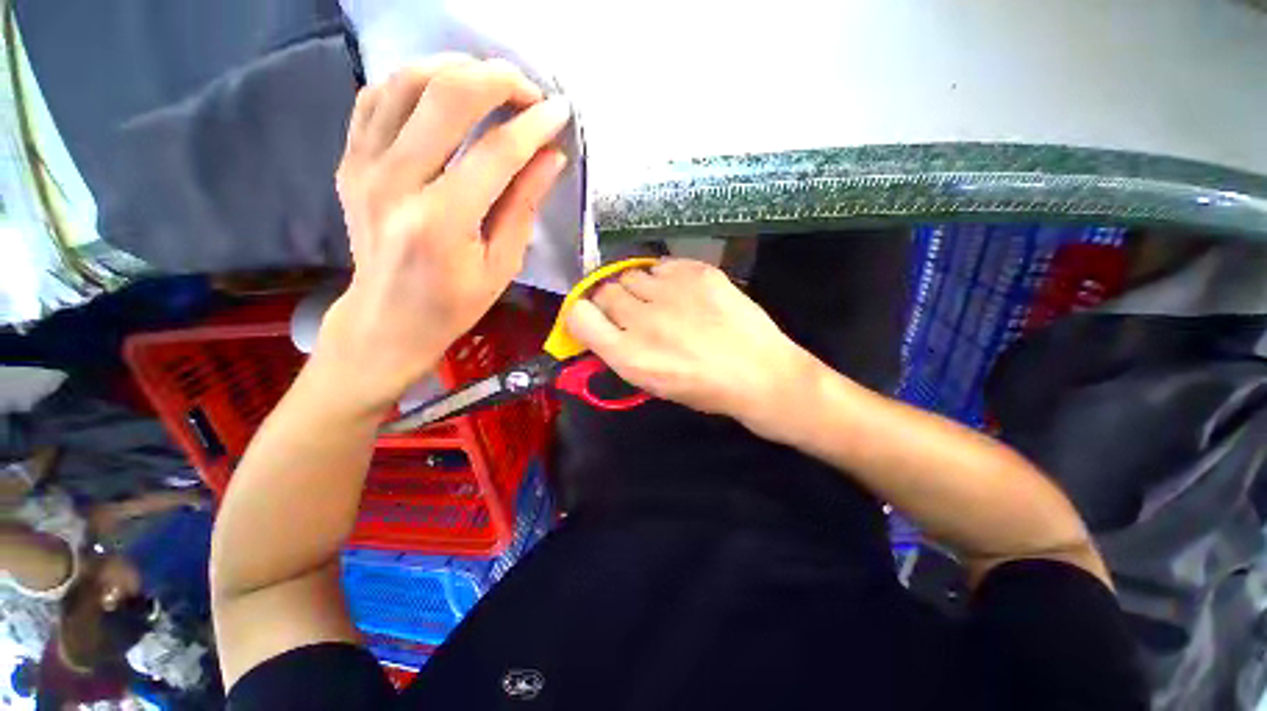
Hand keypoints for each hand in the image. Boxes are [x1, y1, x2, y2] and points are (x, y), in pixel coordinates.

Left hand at [315, 55, 571, 411]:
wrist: (388, 318)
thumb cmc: (454, 303)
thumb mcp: (502, 266)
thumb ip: (523, 206)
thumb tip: (551, 158)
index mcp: (442, 222)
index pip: (495, 153)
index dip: (533, 126)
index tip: (560, 112)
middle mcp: (396, 183)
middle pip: (446, 98)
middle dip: (498, 81)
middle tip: (529, 91)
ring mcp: (364, 166)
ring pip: (406, 82)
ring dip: (455, 69)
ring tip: (491, 83)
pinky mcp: (350, 161)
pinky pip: (376, 98)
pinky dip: (413, 81)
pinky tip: (442, 92)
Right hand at [566, 259, 816, 438]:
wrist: (761, 374)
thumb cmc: (705, 389)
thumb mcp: (652, 384)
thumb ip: (622, 352)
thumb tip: (605, 327)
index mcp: (629, 356)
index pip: (579, 316)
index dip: (583, 315)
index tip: (595, 319)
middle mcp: (643, 320)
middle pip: (604, 291)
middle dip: (613, 301)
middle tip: (634, 313)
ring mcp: (671, 293)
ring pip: (631, 274)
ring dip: (639, 288)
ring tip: (661, 302)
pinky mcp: (698, 273)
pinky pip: (662, 265)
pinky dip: (665, 277)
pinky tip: (682, 293)